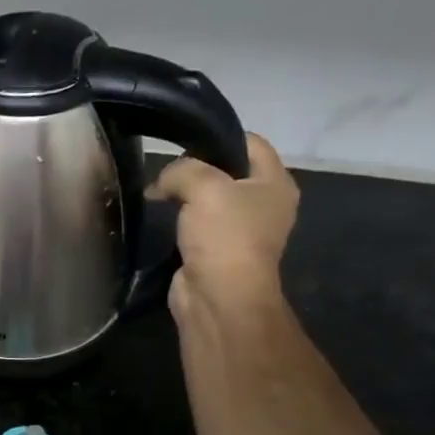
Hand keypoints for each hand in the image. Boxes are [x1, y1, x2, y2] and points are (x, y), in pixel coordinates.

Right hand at [151, 133, 298, 323]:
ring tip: (158, 194)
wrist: (218, 296)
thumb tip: (163, 181)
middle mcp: (264, 204)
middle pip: (228, 170)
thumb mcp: (204, 186)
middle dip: (196, 168)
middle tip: (166, 172)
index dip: (218, 138)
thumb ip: (182, 170)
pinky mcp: (217, 251)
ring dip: (185, 196)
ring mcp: (241, 230)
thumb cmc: (224, 236)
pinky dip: (180, 220)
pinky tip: (161, 218)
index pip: (251, 142)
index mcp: (276, 182)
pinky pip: (197, 224)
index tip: (183, 144)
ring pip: (210, 199)